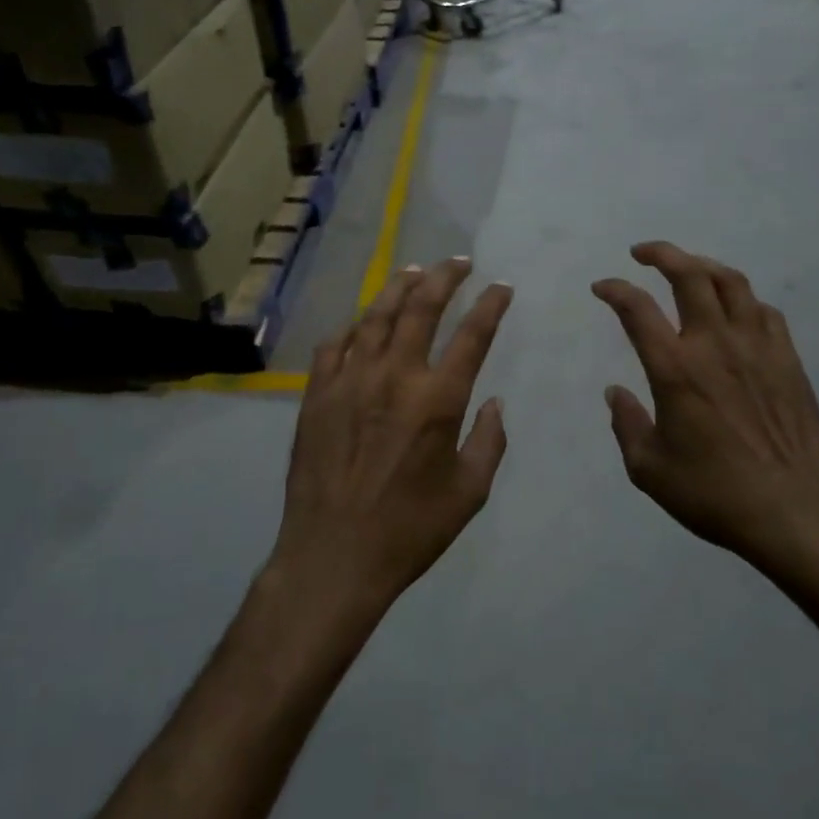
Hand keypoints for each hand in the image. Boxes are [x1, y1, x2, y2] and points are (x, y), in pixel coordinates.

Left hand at [272, 259, 512, 618]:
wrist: (333, 555)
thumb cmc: (409, 529)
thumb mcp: (469, 493)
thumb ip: (488, 442)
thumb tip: (495, 403)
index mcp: (437, 400)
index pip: (472, 335)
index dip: (490, 305)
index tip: (501, 287)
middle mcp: (394, 377)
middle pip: (420, 308)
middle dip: (444, 277)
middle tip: (459, 262)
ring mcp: (350, 381)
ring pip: (375, 315)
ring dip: (399, 286)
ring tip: (414, 270)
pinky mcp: (317, 394)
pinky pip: (335, 344)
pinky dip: (353, 326)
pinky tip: (362, 321)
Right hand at [594, 243, 818, 595]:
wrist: (795, 512)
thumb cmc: (714, 494)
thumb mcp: (649, 470)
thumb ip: (627, 425)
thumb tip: (615, 392)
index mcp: (675, 370)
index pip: (636, 308)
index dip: (614, 289)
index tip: (602, 287)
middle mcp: (715, 345)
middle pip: (689, 275)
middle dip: (661, 253)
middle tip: (642, 252)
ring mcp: (757, 348)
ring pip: (731, 282)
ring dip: (703, 265)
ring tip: (687, 267)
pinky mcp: (788, 359)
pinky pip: (764, 311)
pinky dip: (742, 299)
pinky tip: (734, 310)